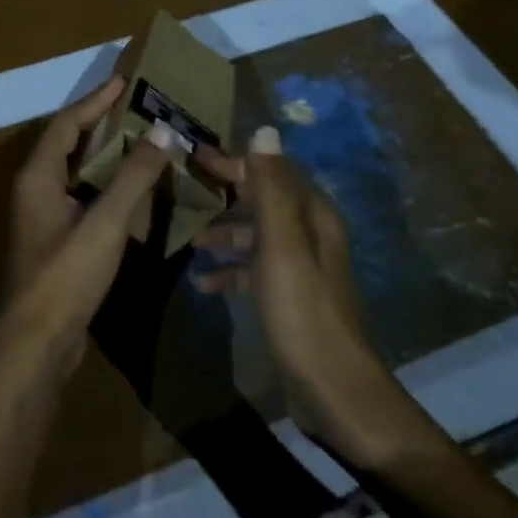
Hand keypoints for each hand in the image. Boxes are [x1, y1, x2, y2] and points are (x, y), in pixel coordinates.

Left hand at [0, 76, 174, 382]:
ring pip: (77, 172)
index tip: (125, 81)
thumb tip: (163, 131)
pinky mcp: (57, 240)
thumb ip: (134, 177)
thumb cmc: (66, 275)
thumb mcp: (104, 222)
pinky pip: (84, 197)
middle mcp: (36, 189)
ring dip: (107, 155)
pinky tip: (136, 189)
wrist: (37, 342)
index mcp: (38, 176)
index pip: (66, 124)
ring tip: (144, 140)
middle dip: (102, 122)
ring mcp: (45, 217)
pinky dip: (108, 185)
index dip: (95, 100)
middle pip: (69, 144)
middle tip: (140, 107)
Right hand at [194, 127, 446, 470]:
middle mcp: (309, 235)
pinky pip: (253, 271)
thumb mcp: (281, 245)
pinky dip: (229, 271)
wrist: (332, 387)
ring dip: (225, 234)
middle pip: (263, 201)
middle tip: (185, 192)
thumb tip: (266, 130)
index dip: (236, 162)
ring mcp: (299, 268)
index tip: (196, 156)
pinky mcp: (289, 297)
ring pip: (256, 236)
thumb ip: (271, 189)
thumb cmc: (302, 311)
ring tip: (190, 242)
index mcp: (312, 216)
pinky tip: (203, 284)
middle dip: (226, 195)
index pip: (272, 171)